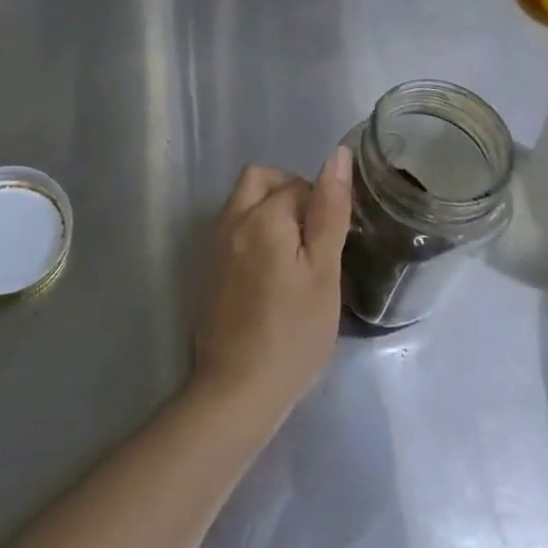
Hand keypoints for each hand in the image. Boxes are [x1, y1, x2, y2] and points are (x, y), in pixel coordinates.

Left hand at [192, 148, 352, 426]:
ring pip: (245, 202)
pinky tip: (272, 275)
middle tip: (313, 238)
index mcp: (262, 215)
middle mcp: (232, 219)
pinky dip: (255, 234)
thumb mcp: (323, 271)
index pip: (299, 185)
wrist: (237, 391)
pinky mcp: (209, 268)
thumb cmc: (293, 333)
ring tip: (296, 257)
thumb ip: (329, 210)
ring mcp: (215, 244)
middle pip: (261, 179)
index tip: (335, 242)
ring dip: (271, 213)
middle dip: (290, 193)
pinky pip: (234, 229)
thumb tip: (338, 156)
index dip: (323, 206)